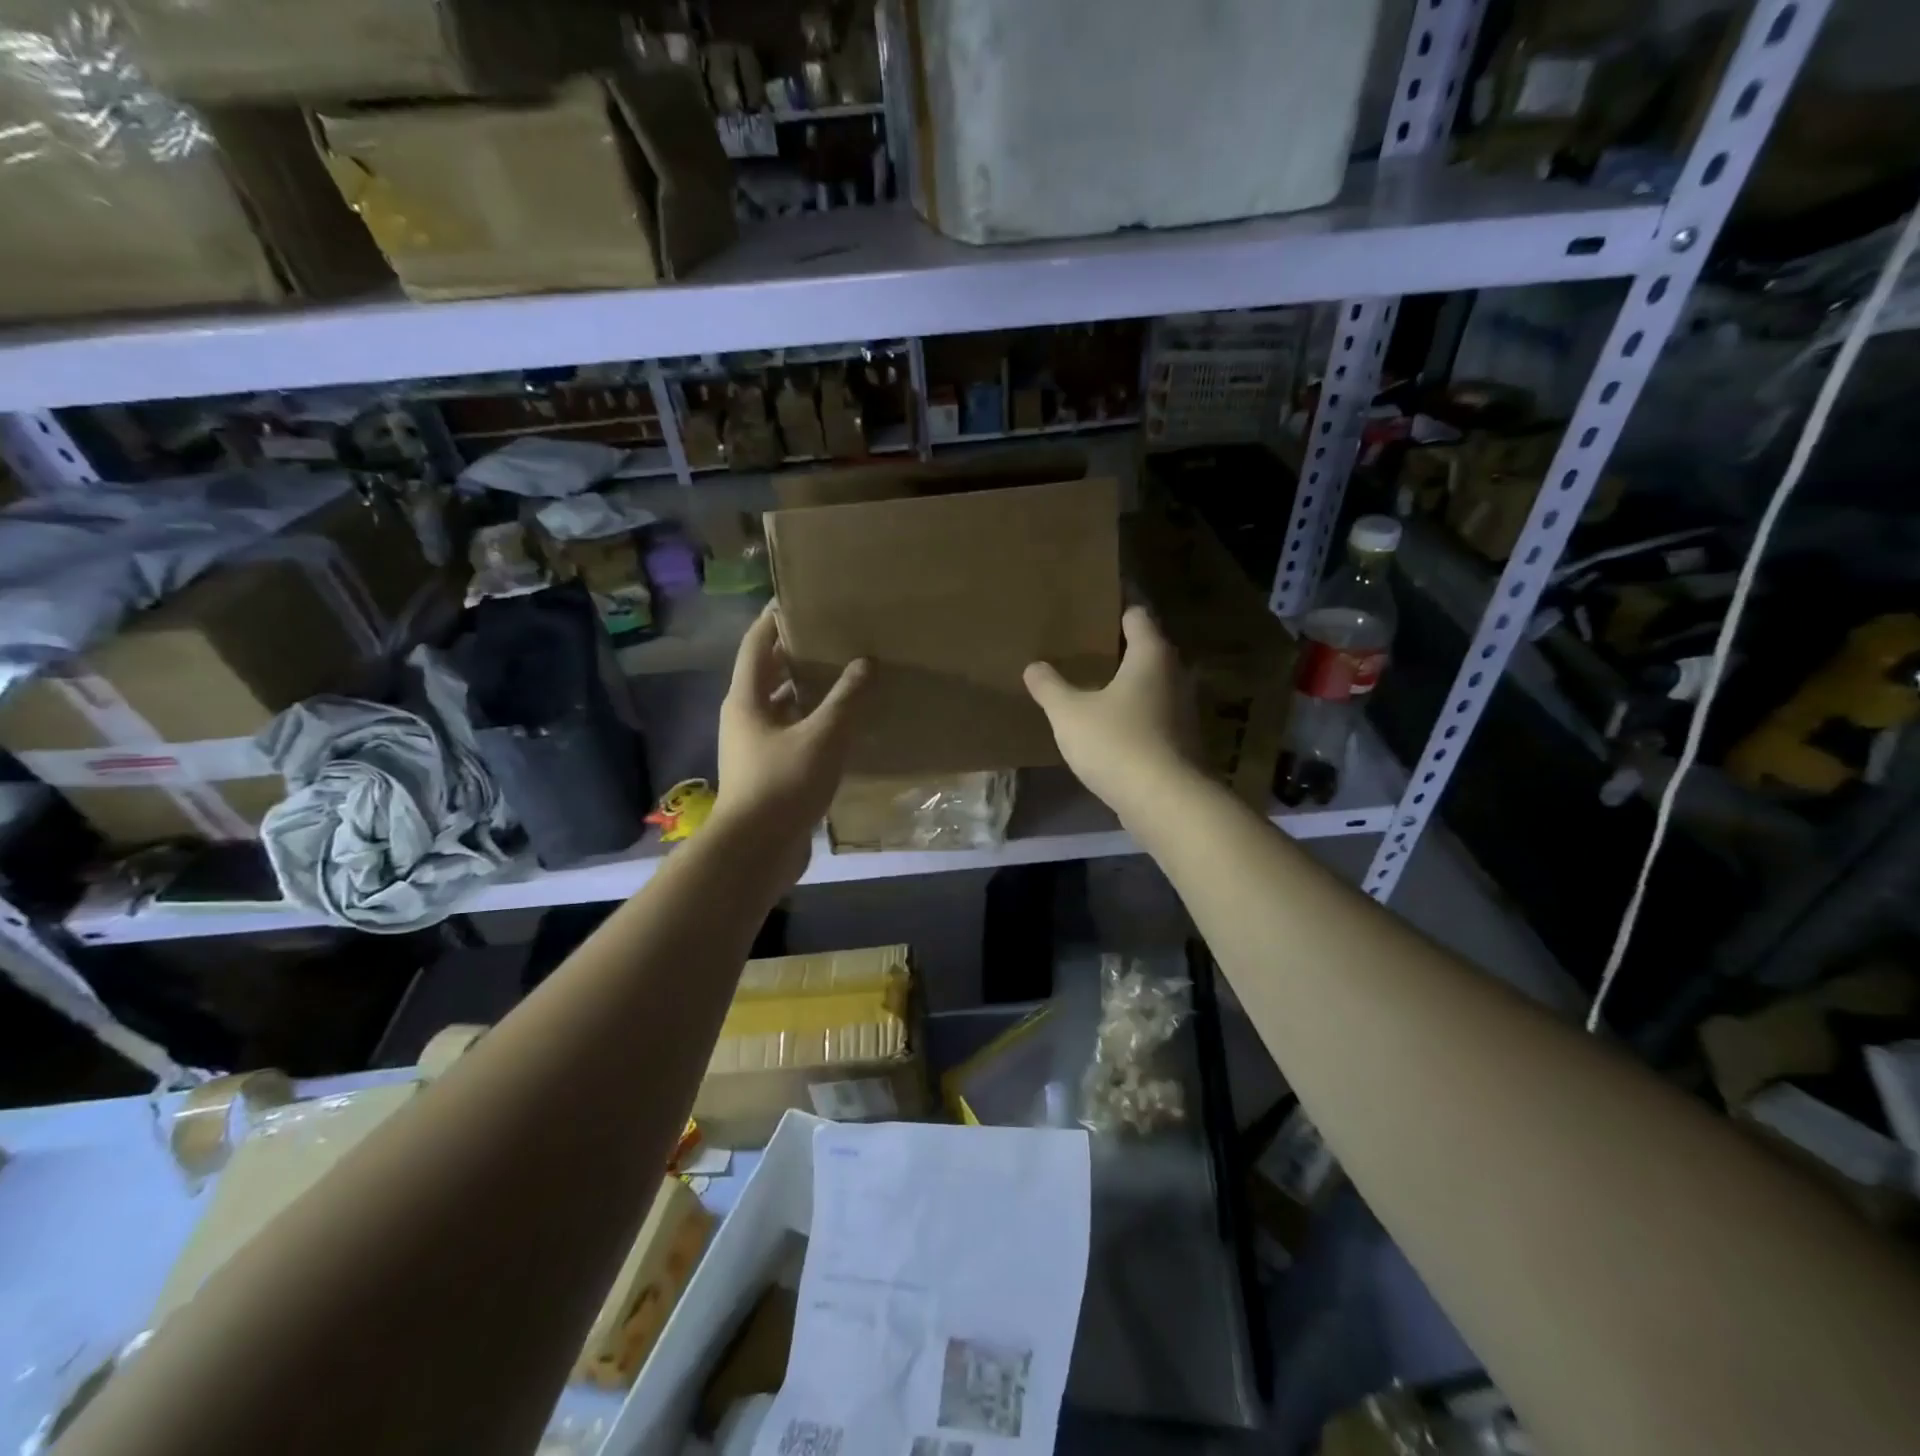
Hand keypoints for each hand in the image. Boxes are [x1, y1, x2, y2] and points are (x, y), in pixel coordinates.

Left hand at [712, 604, 869, 870]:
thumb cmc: (783, 783)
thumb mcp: (822, 736)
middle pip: (768, 675)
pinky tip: (842, 726)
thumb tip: (865, 663)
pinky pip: (792, 735)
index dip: (774, 620)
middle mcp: (745, 718)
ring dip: (807, 692)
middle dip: (796, 655)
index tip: (799, 599)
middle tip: (832, 637)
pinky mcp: (768, 773)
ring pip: (782, 708)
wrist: (756, 850)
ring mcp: (754, 747)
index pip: (756, 645)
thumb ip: (846, 699)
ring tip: (844, 676)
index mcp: (746, 699)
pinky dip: (812, 724)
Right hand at [1024, 606, 1202, 825]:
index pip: (1137, 615)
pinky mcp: (1182, 742)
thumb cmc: (1117, 743)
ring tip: (1093, 686)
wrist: (1165, 801)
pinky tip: (1109, 726)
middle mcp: (1175, 675)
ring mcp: (1183, 710)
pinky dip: (1134, 714)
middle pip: (1148, 649)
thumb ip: (1049, 687)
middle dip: (1119, 647)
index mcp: (1151, 655)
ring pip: (1152, 685)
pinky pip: (1154, 715)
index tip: (1095, 605)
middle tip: (1085, 647)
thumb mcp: (1069, 713)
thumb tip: (1034, 666)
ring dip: (1128, 684)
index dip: (1117, 607)